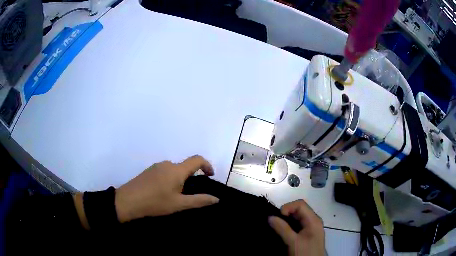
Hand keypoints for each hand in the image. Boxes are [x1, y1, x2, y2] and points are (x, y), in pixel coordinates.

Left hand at [115, 155, 219, 222]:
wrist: (128, 200)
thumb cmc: (155, 203)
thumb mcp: (179, 204)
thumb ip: (199, 200)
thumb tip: (216, 198)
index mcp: (177, 170)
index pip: (197, 159)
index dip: (207, 165)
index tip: (210, 176)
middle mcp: (167, 164)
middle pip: (185, 166)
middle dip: (191, 178)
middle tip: (188, 195)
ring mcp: (156, 166)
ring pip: (174, 170)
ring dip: (179, 180)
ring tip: (175, 196)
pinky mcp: (149, 171)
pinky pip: (165, 172)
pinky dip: (170, 179)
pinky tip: (163, 193)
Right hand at [268, 200, 324, 255]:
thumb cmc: (305, 253)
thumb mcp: (293, 242)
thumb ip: (282, 229)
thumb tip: (270, 217)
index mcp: (313, 220)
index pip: (300, 204)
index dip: (287, 207)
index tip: (277, 217)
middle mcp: (313, 221)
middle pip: (299, 210)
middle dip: (286, 214)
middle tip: (275, 223)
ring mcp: (310, 228)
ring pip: (297, 218)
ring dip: (286, 221)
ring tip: (276, 228)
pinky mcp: (307, 234)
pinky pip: (297, 225)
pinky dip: (289, 226)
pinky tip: (282, 233)